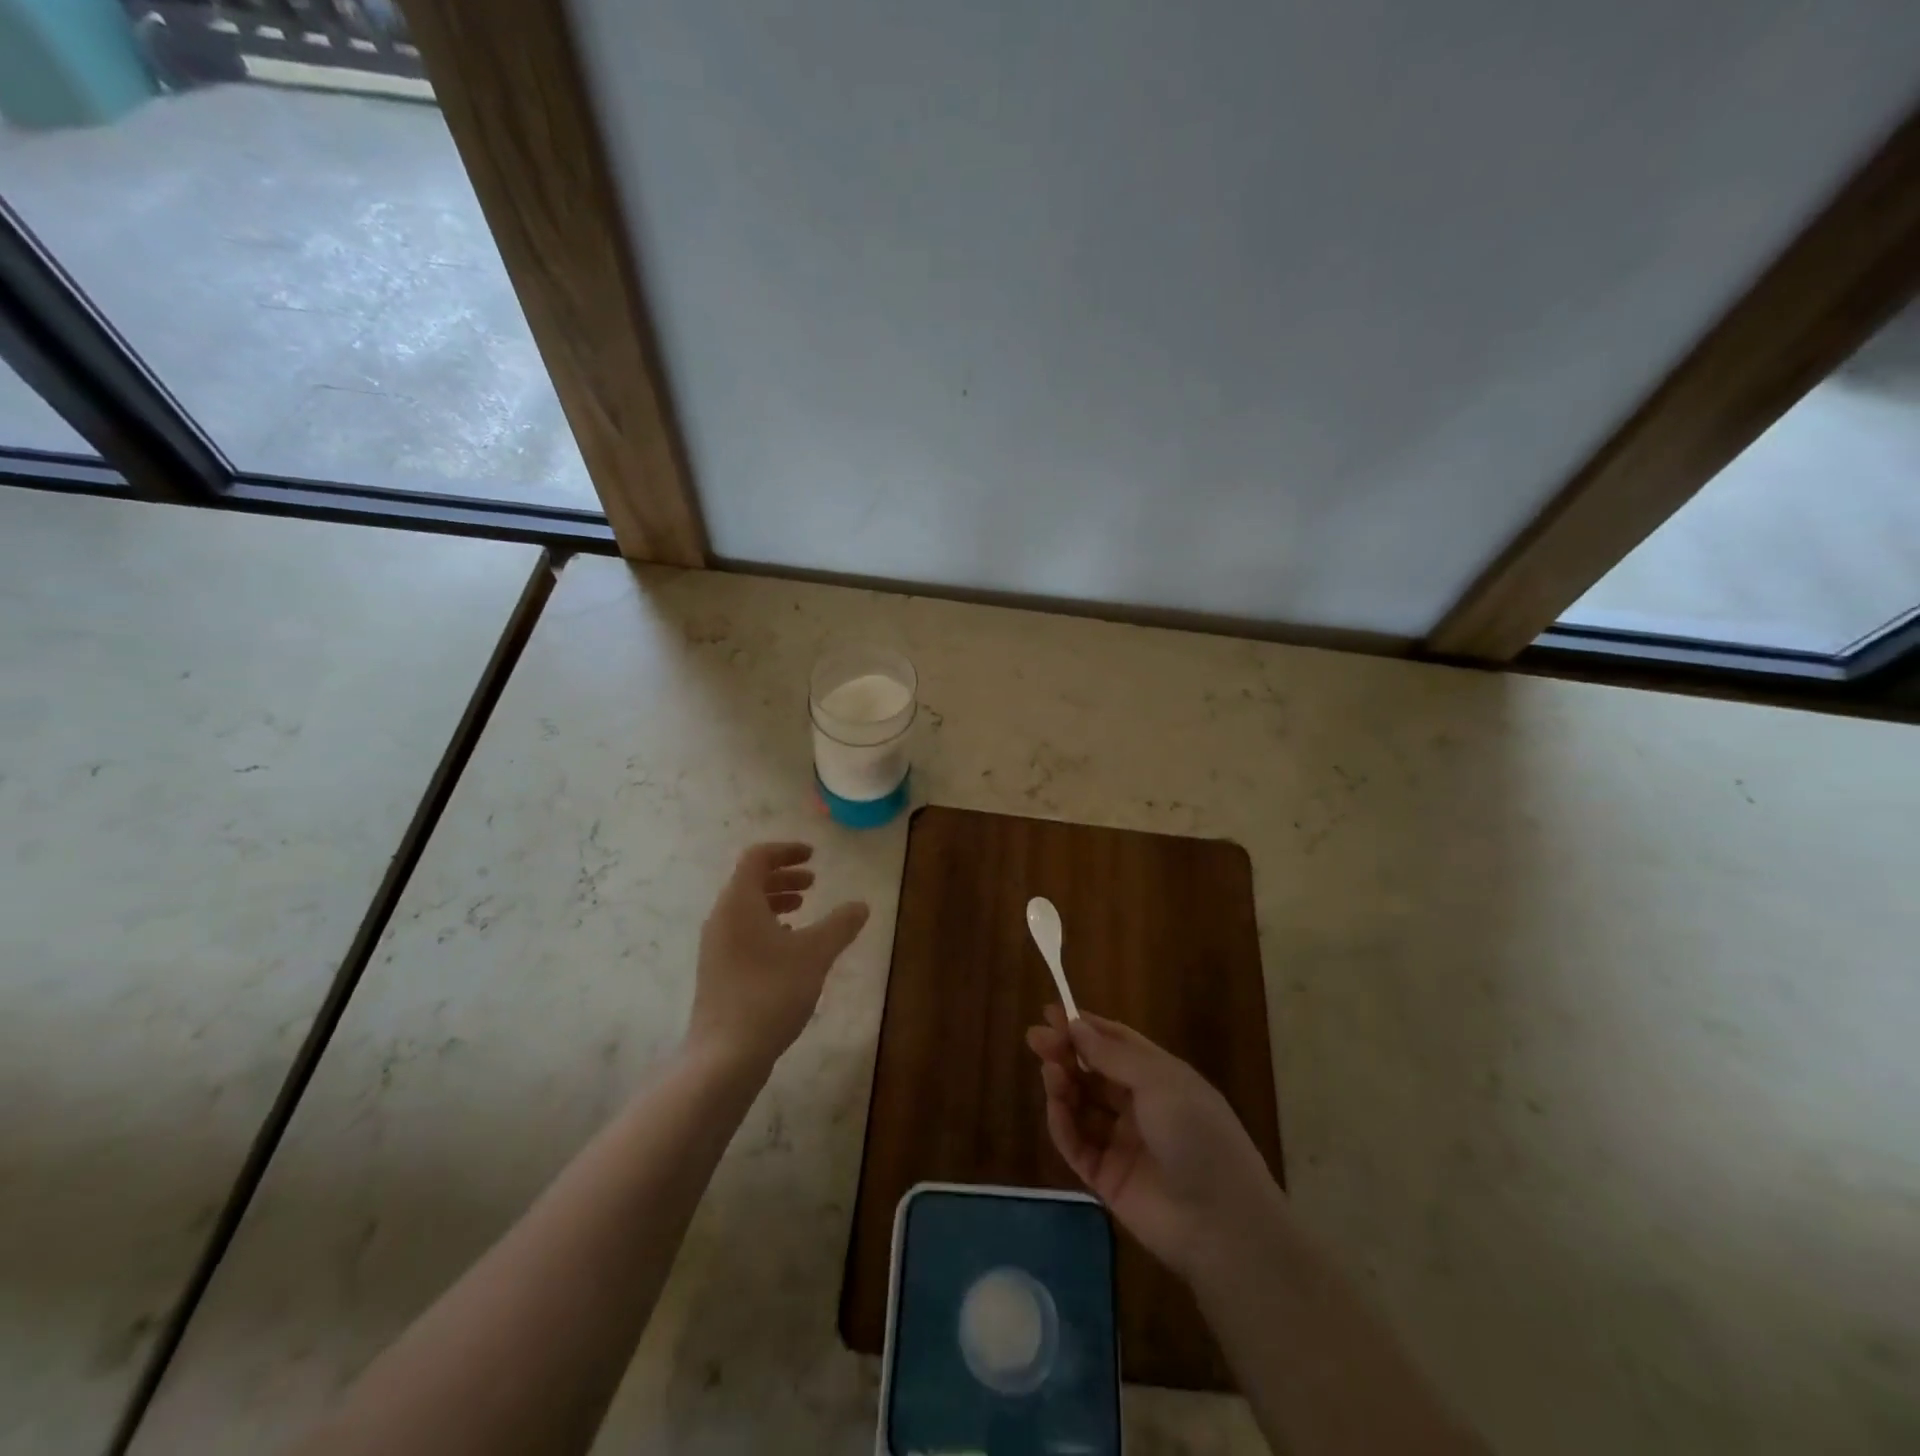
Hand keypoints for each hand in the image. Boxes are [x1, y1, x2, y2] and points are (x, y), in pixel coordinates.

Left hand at [688, 843, 869, 1070]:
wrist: (725, 1055)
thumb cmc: (771, 992)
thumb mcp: (815, 954)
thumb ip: (840, 925)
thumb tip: (861, 905)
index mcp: (739, 903)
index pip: (757, 857)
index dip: (786, 850)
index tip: (813, 856)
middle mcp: (721, 918)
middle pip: (750, 882)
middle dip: (783, 877)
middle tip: (813, 883)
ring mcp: (715, 947)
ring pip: (745, 909)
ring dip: (775, 902)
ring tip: (803, 911)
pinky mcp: (717, 971)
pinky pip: (742, 932)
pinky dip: (766, 926)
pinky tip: (788, 947)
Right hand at [1027, 1006, 1281, 1279]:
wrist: (1220, 1222)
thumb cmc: (1197, 1133)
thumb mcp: (1159, 1082)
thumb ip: (1112, 1055)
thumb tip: (1076, 1025)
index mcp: (1160, 1078)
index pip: (1117, 1044)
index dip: (1085, 1027)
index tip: (1051, 1013)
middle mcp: (1140, 1106)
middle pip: (1094, 1072)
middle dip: (1066, 1052)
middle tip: (1035, 1037)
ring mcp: (1122, 1143)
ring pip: (1082, 1105)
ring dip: (1063, 1083)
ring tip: (1049, 1070)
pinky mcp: (1106, 1178)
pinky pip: (1077, 1143)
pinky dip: (1063, 1122)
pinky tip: (1055, 1104)